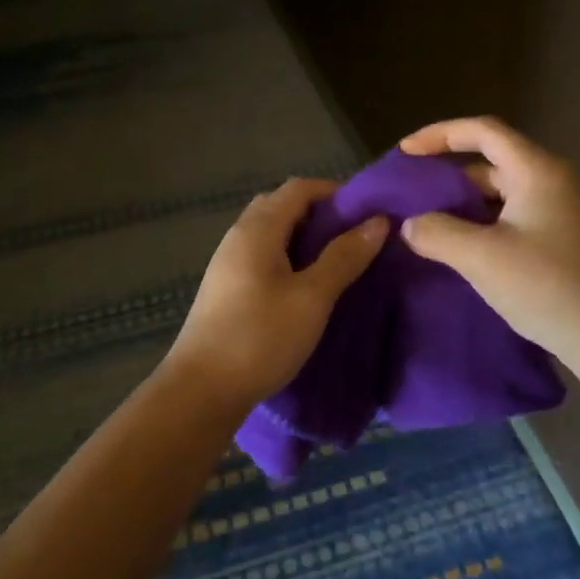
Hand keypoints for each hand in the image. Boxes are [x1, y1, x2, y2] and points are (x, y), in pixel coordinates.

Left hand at [165, 178, 388, 407]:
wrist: (202, 390)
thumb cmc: (260, 337)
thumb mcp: (312, 297)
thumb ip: (344, 257)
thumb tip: (377, 222)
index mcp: (257, 229)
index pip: (298, 189)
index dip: (335, 193)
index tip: (368, 213)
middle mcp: (238, 237)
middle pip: (281, 206)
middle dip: (320, 214)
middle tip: (354, 238)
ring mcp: (228, 264)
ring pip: (271, 234)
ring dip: (304, 239)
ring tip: (337, 262)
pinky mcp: (226, 289)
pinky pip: (262, 257)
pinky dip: (288, 259)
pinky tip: (306, 287)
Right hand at [397, 116, 579, 367]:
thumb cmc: (548, 287)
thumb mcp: (482, 258)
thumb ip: (437, 233)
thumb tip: (409, 225)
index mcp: (536, 171)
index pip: (483, 131)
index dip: (439, 135)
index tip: (404, 154)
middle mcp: (551, 182)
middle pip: (490, 164)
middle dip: (446, 178)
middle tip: (408, 199)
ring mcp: (560, 214)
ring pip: (499, 197)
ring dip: (462, 208)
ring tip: (424, 228)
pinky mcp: (561, 243)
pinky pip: (511, 222)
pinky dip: (481, 228)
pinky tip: (459, 253)